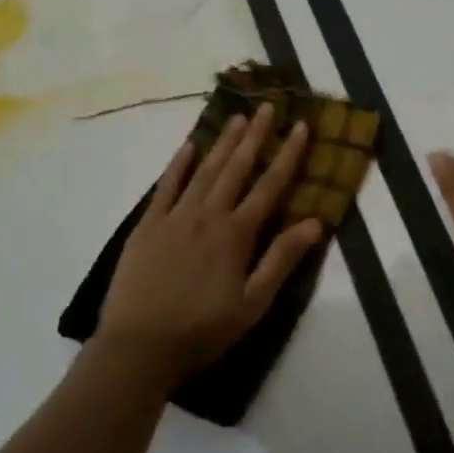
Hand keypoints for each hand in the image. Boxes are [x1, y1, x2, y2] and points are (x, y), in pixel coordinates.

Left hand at [99, 105, 323, 387]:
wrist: (139, 346)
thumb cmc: (202, 330)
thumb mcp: (253, 304)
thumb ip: (282, 260)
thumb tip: (314, 222)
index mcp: (236, 234)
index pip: (269, 185)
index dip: (287, 155)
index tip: (300, 126)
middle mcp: (208, 215)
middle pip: (236, 167)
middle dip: (255, 136)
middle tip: (268, 106)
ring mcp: (174, 216)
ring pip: (204, 170)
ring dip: (223, 142)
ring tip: (238, 116)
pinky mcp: (147, 225)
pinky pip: (165, 186)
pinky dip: (178, 164)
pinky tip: (189, 145)